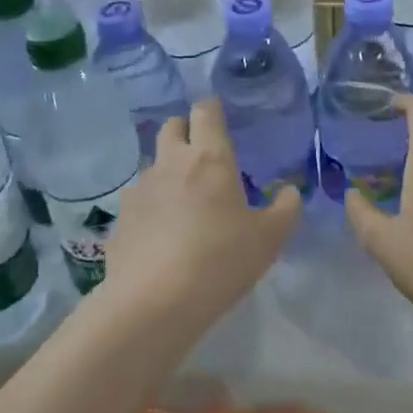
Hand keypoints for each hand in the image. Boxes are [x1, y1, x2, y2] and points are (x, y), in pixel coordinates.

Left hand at [107, 99, 301, 324]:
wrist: (153, 303)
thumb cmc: (220, 261)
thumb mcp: (268, 240)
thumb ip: (285, 210)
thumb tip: (291, 192)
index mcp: (209, 159)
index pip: (206, 112)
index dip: (213, 109)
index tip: (221, 117)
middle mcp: (171, 163)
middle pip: (172, 127)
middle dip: (187, 131)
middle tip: (205, 156)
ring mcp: (141, 189)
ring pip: (155, 163)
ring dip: (170, 171)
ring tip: (185, 202)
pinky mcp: (121, 218)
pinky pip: (140, 199)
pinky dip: (153, 205)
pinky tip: (163, 234)